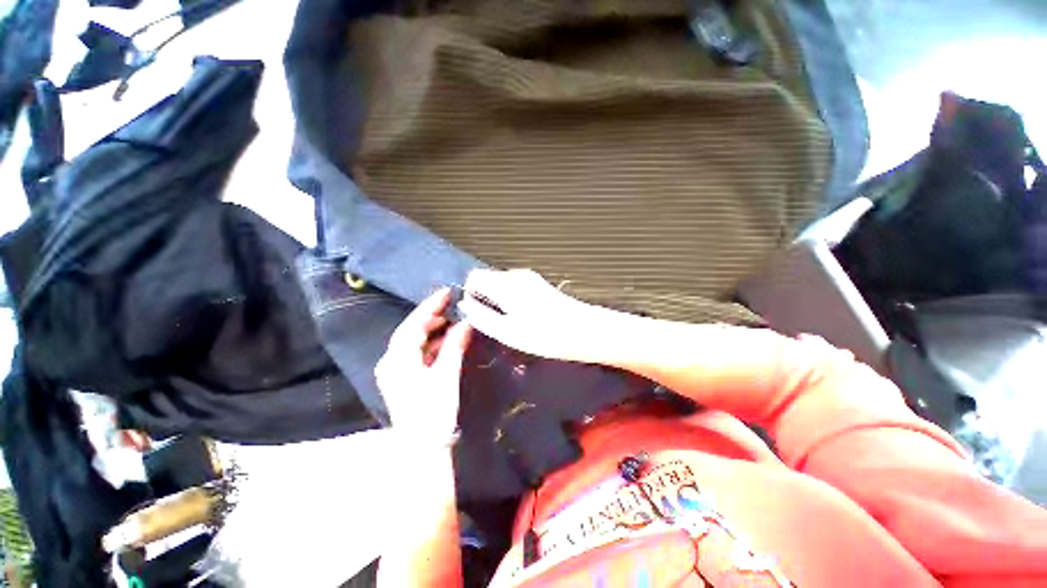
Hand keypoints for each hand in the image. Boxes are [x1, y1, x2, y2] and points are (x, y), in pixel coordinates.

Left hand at [375, 288, 472, 445]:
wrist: (423, 449)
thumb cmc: (434, 411)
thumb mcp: (447, 374)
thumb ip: (455, 345)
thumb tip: (466, 322)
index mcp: (397, 359)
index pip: (414, 324)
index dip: (431, 306)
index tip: (448, 292)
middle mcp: (391, 361)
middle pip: (411, 331)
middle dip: (432, 316)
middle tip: (453, 305)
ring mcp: (396, 371)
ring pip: (415, 342)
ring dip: (434, 331)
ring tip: (453, 321)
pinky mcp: (404, 378)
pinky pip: (418, 353)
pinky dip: (433, 345)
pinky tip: (447, 341)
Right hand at [460, 269, 607, 363]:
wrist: (584, 330)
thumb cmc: (545, 334)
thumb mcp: (507, 331)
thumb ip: (481, 316)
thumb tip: (465, 305)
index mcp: (505, 283)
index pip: (474, 276)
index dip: (469, 293)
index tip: (475, 313)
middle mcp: (516, 275)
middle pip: (488, 279)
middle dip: (484, 298)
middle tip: (492, 323)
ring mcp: (530, 278)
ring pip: (502, 285)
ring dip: (498, 301)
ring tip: (509, 324)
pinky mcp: (539, 285)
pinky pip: (515, 288)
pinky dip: (511, 301)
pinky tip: (523, 319)